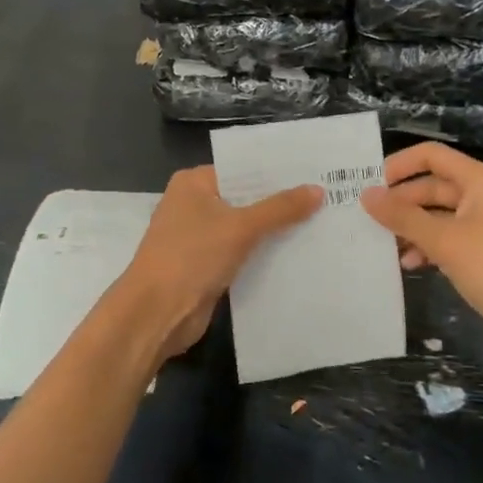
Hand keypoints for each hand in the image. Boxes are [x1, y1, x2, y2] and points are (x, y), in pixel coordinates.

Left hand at [119, 167, 322, 363]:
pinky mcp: (204, 266)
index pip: (242, 169)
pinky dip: (262, 254)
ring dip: (273, 231)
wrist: (156, 313)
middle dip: (279, 203)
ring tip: (320, 223)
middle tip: (326, 198)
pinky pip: (240, 253)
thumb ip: (280, 209)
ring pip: (244, 228)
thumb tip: (318, 190)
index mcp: (194, 183)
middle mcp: (193, 204)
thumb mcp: (241, 227)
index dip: (276, 173)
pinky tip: (296, 254)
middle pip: (244, 198)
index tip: (313, 173)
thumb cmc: (192, 256)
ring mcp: (197, 237)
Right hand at [360, 143, 482, 365]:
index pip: (431, 156)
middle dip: (401, 203)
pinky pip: (449, 239)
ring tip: (385, 246)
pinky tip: (411, 265)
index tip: (369, 186)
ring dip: (412, 228)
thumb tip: (366, 195)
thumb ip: (403, 217)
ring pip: (438, 215)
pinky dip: (429, 247)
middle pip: (432, 187)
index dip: (399, 166)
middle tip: (368, 220)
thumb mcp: (444, 241)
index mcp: (479, 181)